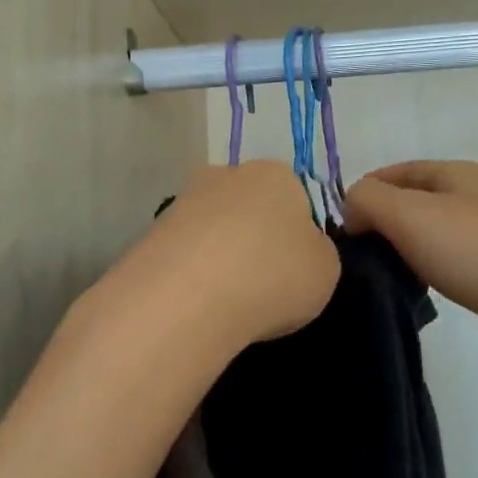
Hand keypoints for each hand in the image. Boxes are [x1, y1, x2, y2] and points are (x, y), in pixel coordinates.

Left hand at [94, 161, 340, 351]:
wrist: (188, 297)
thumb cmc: (273, 275)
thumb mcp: (326, 269)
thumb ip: (317, 252)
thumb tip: (298, 251)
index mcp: (277, 174)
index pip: (297, 198)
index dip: (299, 236)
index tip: (296, 270)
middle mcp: (227, 174)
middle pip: (251, 209)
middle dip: (255, 241)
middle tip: (263, 286)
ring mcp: (183, 201)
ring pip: (214, 231)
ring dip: (221, 257)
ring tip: (228, 302)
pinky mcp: (151, 233)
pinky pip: (185, 255)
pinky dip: (193, 275)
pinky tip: (198, 303)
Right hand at [344, 161, 477, 390]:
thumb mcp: (412, 215)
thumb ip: (369, 201)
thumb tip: (351, 209)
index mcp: (456, 174)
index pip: (393, 172)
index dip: (361, 194)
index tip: (336, 232)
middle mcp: (472, 199)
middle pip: (409, 204)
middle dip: (377, 225)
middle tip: (349, 258)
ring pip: (426, 237)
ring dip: (399, 253)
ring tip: (374, 278)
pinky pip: (445, 266)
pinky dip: (424, 275)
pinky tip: (411, 294)